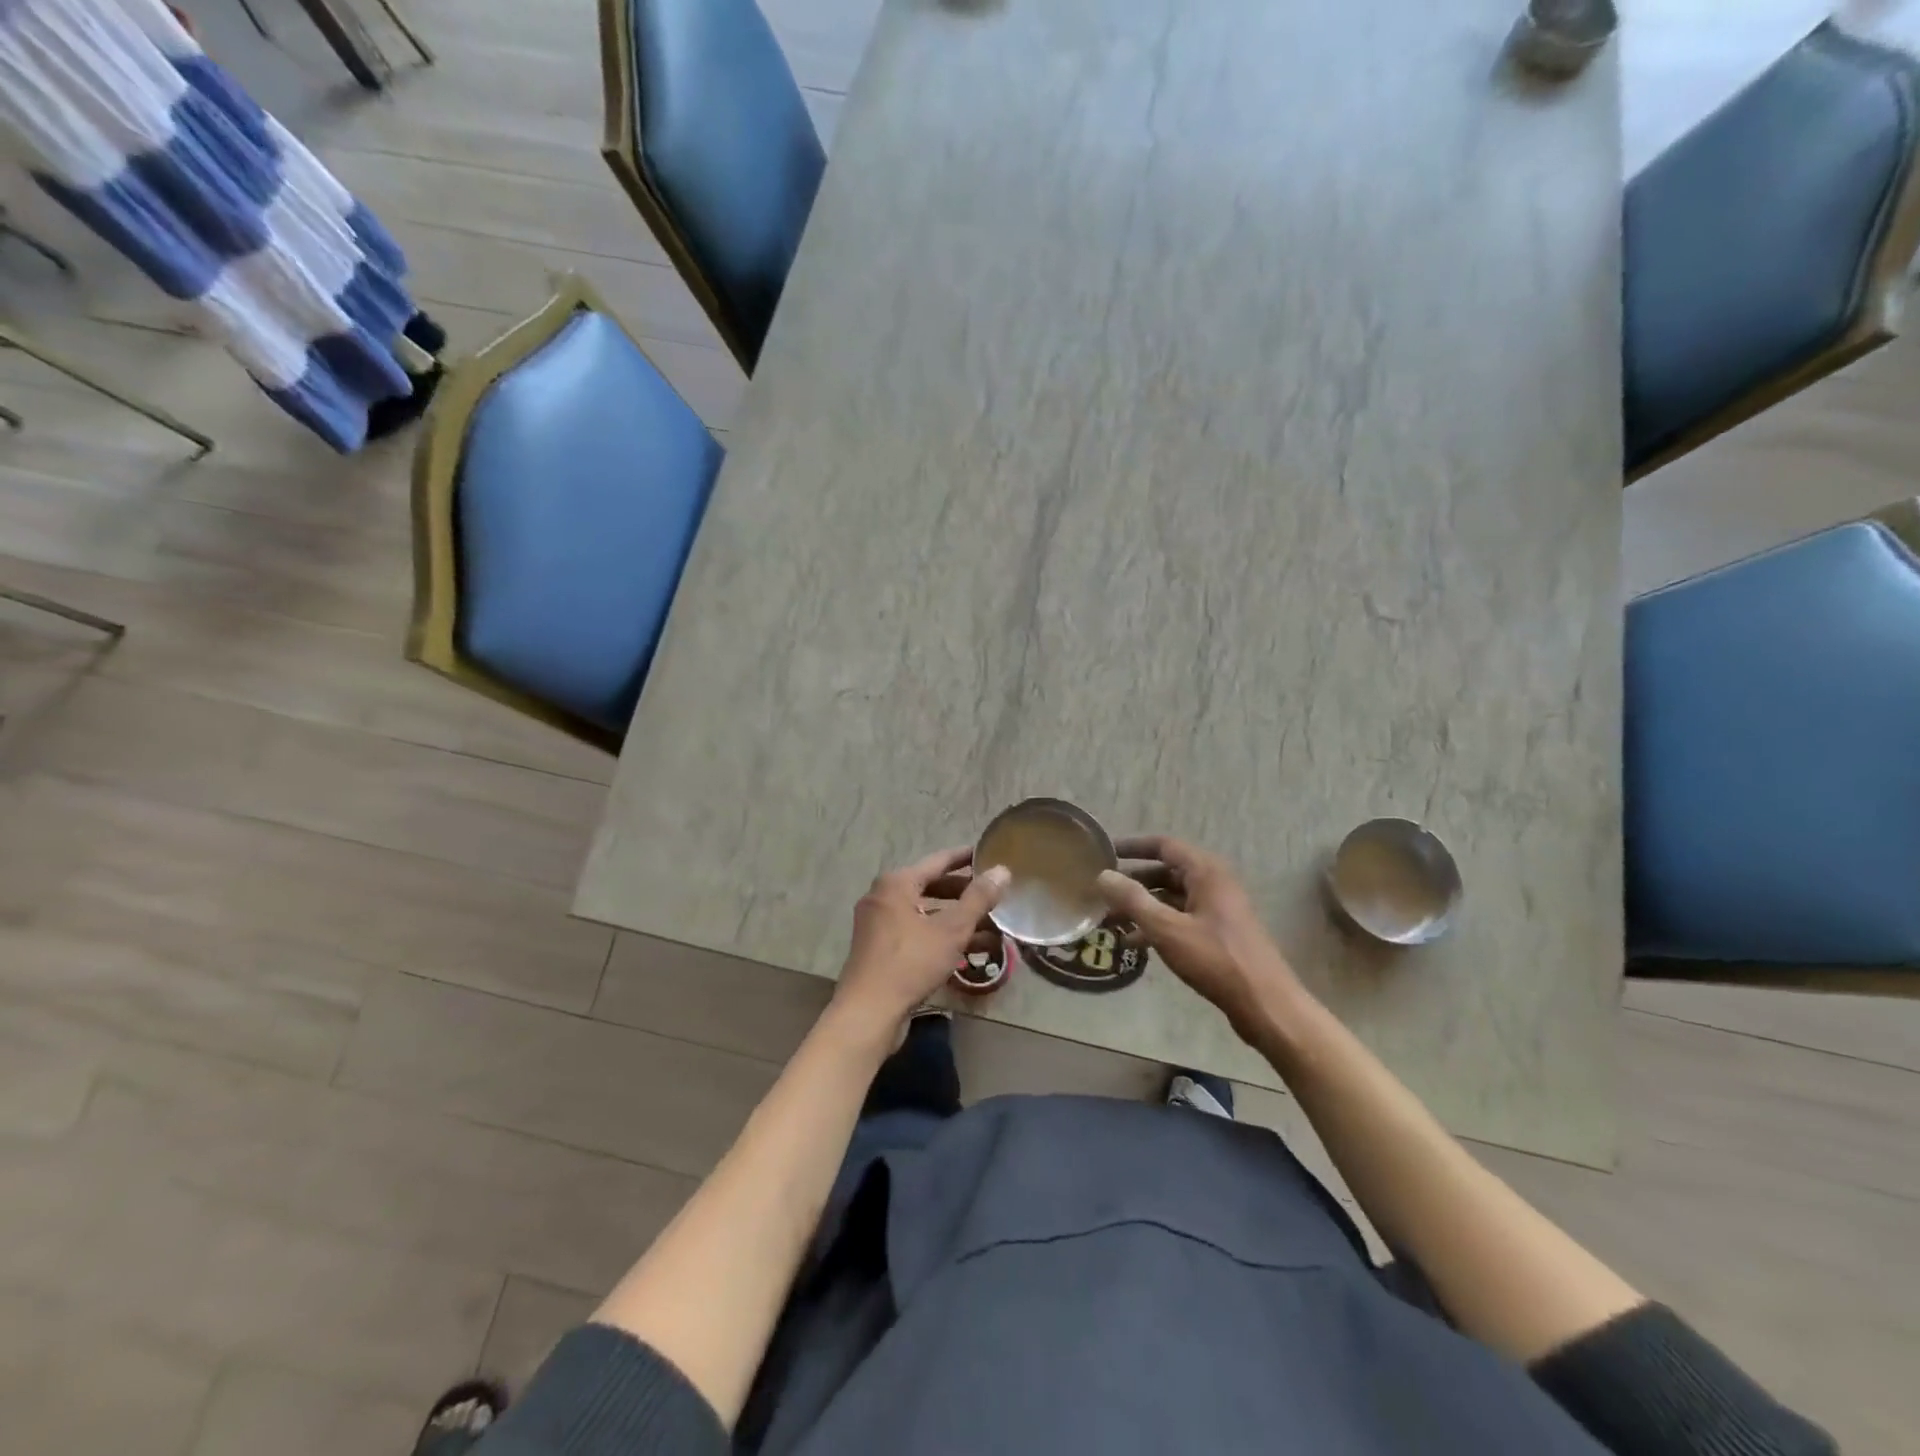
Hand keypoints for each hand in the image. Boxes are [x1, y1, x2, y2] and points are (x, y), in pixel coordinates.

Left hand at [833, 847, 1009, 1034]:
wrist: (869, 1013)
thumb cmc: (910, 962)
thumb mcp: (952, 929)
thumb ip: (978, 899)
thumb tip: (1002, 870)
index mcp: (896, 883)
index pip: (938, 861)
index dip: (965, 858)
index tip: (989, 854)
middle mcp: (883, 897)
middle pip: (931, 887)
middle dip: (965, 895)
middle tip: (995, 896)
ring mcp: (879, 925)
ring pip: (926, 914)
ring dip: (957, 920)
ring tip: (992, 928)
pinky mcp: (880, 950)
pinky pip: (917, 933)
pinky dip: (941, 937)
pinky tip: (969, 950)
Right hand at [1097, 836, 1308, 1042]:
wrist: (1265, 1004)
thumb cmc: (1216, 959)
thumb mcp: (1167, 929)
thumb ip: (1132, 900)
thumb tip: (1102, 875)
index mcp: (1206, 872)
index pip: (1164, 845)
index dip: (1133, 846)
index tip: (1104, 852)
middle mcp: (1213, 883)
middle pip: (1166, 872)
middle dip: (1133, 882)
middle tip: (1102, 892)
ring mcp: (1218, 909)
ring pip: (1172, 898)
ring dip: (1142, 906)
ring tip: (1110, 920)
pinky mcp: (1218, 933)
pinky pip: (1181, 918)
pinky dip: (1157, 925)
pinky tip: (1133, 943)